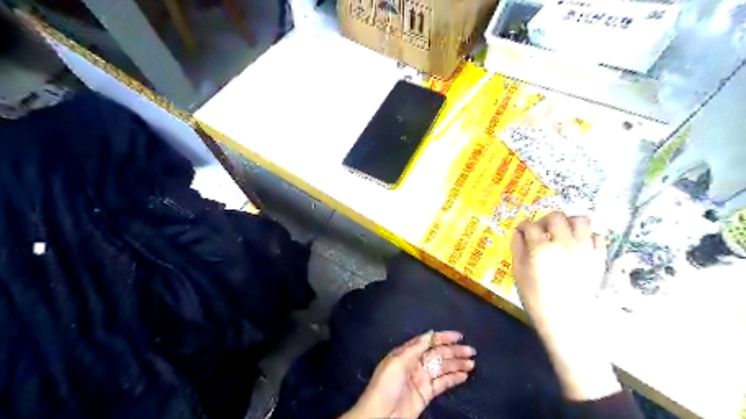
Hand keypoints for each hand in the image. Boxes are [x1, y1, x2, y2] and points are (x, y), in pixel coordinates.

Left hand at [341, 331, 474, 418]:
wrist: (380, 415)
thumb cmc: (386, 385)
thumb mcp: (397, 362)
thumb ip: (415, 348)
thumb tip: (430, 334)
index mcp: (407, 353)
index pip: (428, 341)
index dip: (443, 337)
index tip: (459, 336)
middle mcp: (416, 363)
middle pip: (438, 354)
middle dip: (454, 351)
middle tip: (471, 351)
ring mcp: (422, 378)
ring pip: (443, 367)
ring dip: (457, 364)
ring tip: (472, 363)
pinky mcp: (427, 393)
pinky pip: (443, 383)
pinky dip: (454, 378)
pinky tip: (464, 375)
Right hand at [511, 213, 607, 330]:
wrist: (567, 317)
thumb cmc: (536, 296)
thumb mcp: (519, 272)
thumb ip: (517, 248)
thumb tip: (518, 232)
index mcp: (540, 247)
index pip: (529, 225)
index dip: (523, 226)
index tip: (521, 231)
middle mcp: (564, 242)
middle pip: (556, 216)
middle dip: (545, 220)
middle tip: (542, 231)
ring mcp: (584, 248)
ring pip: (580, 220)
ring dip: (569, 223)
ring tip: (563, 233)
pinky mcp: (599, 256)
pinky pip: (597, 236)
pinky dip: (587, 236)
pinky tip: (578, 245)